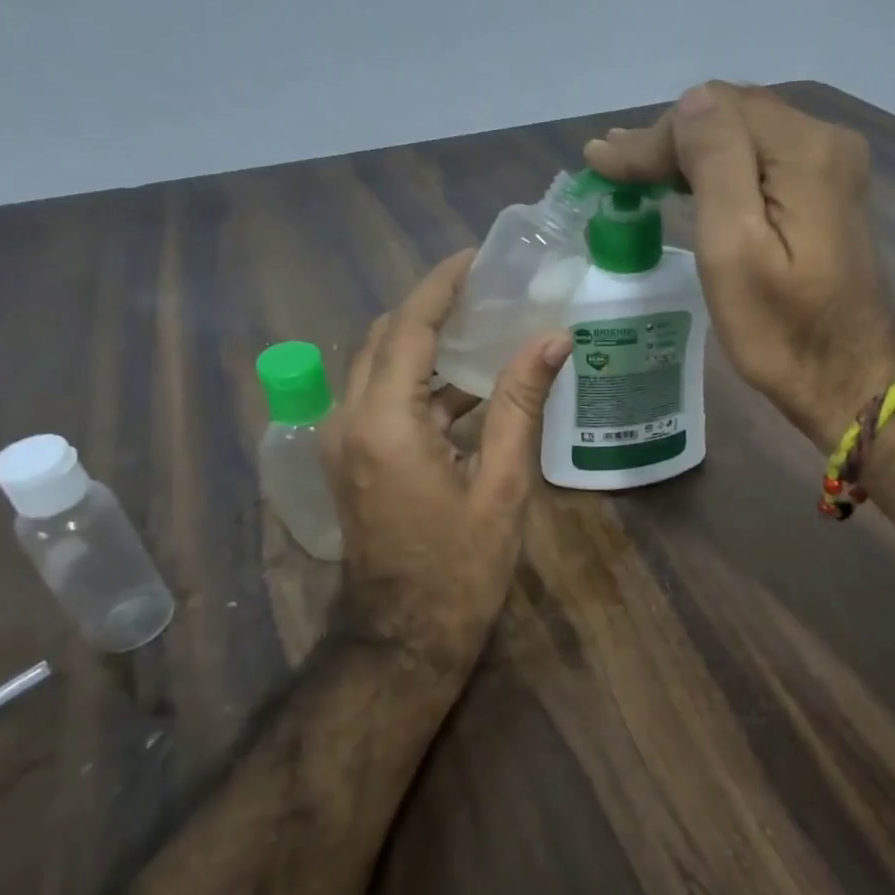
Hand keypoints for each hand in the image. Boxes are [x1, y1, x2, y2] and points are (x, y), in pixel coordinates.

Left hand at [321, 250, 571, 670]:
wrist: (403, 638)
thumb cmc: (460, 566)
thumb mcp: (502, 483)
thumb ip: (521, 403)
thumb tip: (553, 338)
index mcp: (385, 421)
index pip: (409, 326)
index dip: (442, 284)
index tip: (478, 256)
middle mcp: (349, 418)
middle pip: (385, 337)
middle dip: (432, 306)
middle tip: (487, 289)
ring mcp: (342, 440)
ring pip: (379, 366)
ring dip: (426, 343)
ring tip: (485, 326)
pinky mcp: (350, 458)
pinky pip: (382, 398)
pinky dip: (421, 381)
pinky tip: (470, 386)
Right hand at [585, 83, 894, 448]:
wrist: (848, 380)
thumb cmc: (781, 330)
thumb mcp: (734, 250)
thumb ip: (715, 164)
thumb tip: (691, 101)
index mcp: (804, 151)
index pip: (714, 112)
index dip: (654, 137)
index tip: (601, 164)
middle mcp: (826, 141)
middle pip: (731, 115)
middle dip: (668, 138)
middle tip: (611, 165)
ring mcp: (831, 167)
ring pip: (744, 135)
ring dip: (690, 150)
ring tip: (634, 166)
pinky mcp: (827, 193)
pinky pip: (762, 159)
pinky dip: (719, 166)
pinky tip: (687, 178)